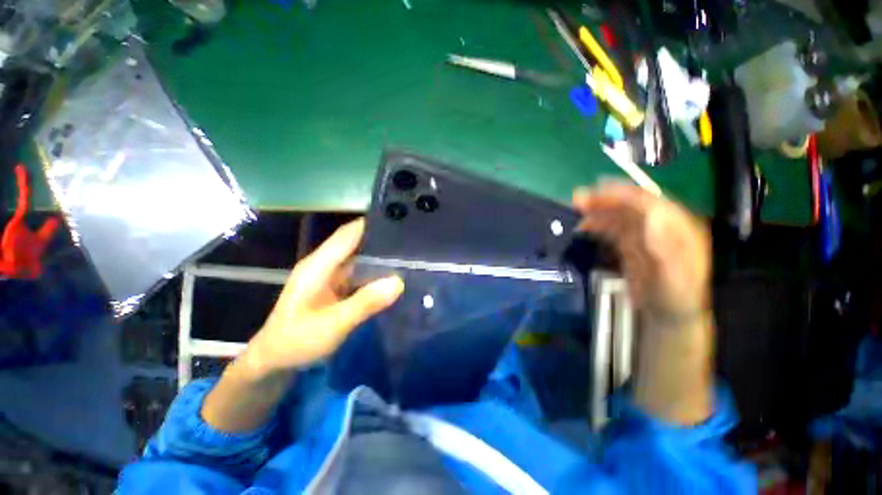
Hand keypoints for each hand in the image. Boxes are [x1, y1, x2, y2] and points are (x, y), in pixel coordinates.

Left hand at [244, 219, 403, 376]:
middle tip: (412, 240)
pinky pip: (360, 274)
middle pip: (356, 243)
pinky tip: (394, 275)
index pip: (348, 234)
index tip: (400, 220)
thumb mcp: (332, 324)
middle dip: (382, 240)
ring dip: (381, 257)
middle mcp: (325, 265)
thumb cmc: (297, 341)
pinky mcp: (337, 288)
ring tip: (410, 255)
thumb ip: (365, 303)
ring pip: (360, 259)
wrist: (275, 362)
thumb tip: (398, 281)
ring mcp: (331, 277)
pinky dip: (376, 273)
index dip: (371, 224)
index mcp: (319, 265)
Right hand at [573, 184, 710, 323]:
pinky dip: (595, 225)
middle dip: (604, 200)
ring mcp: (643, 235)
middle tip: (577, 200)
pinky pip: (610, 230)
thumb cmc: (676, 298)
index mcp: (678, 228)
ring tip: (574, 211)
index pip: (650, 202)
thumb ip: (666, 248)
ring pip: (617, 216)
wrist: (668, 315)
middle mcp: (660, 226)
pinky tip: (582, 227)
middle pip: (630, 206)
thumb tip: (653, 215)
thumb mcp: (675, 278)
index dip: (623, 194)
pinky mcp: (629, 245)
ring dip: (596, 211)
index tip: (598, 190)